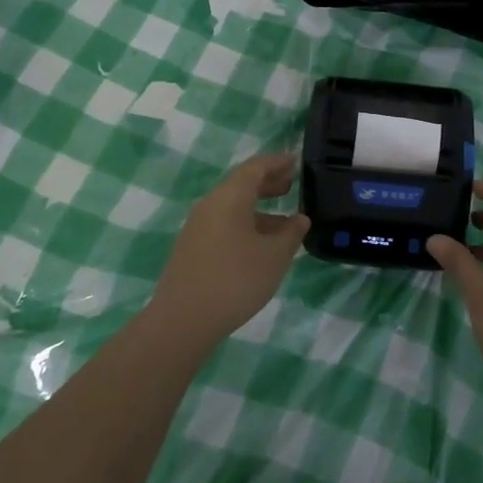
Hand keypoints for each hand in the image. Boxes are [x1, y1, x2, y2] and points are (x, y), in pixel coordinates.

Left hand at [151, 154, 309, 346]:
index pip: (255, 167)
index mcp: (229, 197)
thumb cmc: (235, 280)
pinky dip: (246, 224)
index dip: (277, 162)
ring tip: (285, 221)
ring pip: (232, 206)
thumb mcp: (274, 256)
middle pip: (241, 184)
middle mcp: (210, 204)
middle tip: (292, 185)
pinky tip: (261, 245)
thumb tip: (300, 218)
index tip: (296, 161)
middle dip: (268, 183)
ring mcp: (197, 227)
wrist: (182, 321)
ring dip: (259, 208)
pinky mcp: (192, 248)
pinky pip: (224, 224)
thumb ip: (291, 233)